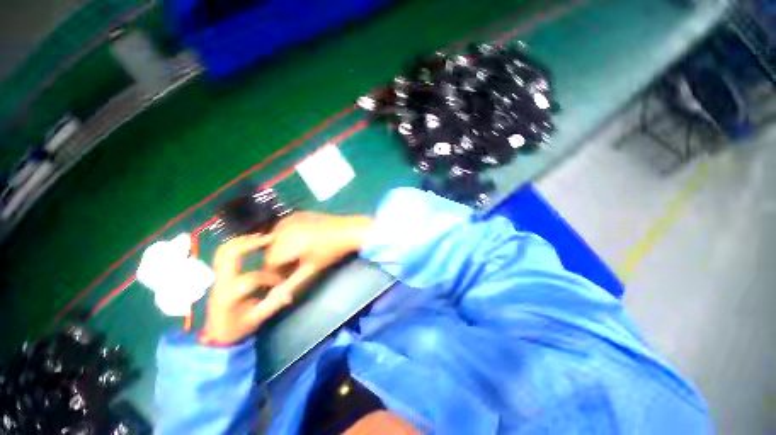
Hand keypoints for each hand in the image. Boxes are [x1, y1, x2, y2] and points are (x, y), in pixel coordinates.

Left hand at [201, 234, 288, 344]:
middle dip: (250, 243)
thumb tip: (289, 295)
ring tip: (261, 236)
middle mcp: (221, 282)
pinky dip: (236, 243)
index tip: (282, 282)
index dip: (270, 278)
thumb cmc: (237, 327)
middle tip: (270, 238)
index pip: (251, 279)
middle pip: (229, 255)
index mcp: (229, 296)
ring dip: (242, 240)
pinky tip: (250, 241)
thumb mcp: (256, 319)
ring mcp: (217, 276)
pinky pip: (223, 253)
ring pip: (223, 250)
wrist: (216, 332)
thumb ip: (273, 305)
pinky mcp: (219, 273)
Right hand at [263, 212, 372, 297]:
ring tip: (298, 253)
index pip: (268, 262)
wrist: (348, 230)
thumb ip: (292, 284)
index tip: (287, 277)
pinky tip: (300, 239)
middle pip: (270, 250)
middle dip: (278, 260)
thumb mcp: (311, 268)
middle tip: (295, 265)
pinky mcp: (297, 214)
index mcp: (284, 244)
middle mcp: (282, 229)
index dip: (276, 273)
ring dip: (281, 248)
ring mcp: (289, 219)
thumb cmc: (331, 251)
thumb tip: (278, 300)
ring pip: (274, 238)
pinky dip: (286, 235)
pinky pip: (283, 227)